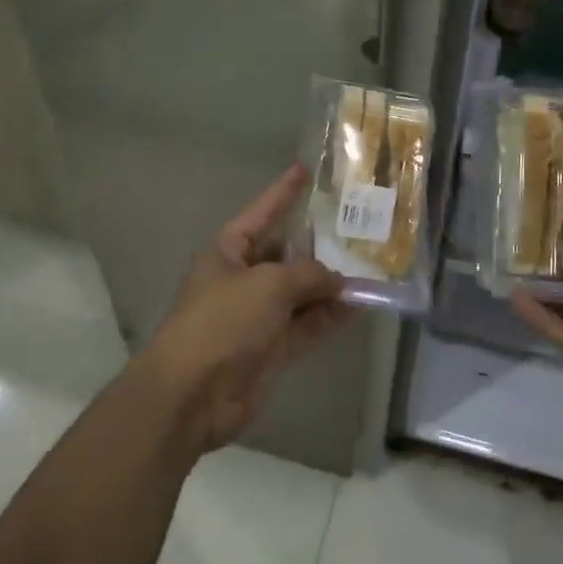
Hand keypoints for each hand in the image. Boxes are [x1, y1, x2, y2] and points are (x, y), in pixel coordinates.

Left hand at [137, 164, 348, 452]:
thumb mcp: (268, 284)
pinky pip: (306, 325)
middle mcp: (242, 278)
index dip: (283, 192)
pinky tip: (359, 306)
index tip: (305, 170)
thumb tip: (336, 280)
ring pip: (300, 293)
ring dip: (329, 285)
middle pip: (284, 254)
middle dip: (316, 246)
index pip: (261, 213)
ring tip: (370, 267)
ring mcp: (257, 315)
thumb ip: (307, 275)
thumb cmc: (223, 321)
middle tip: (356, 229)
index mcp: (228, 252)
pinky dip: (329, 317)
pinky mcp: (271, 348)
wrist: (193, 393)